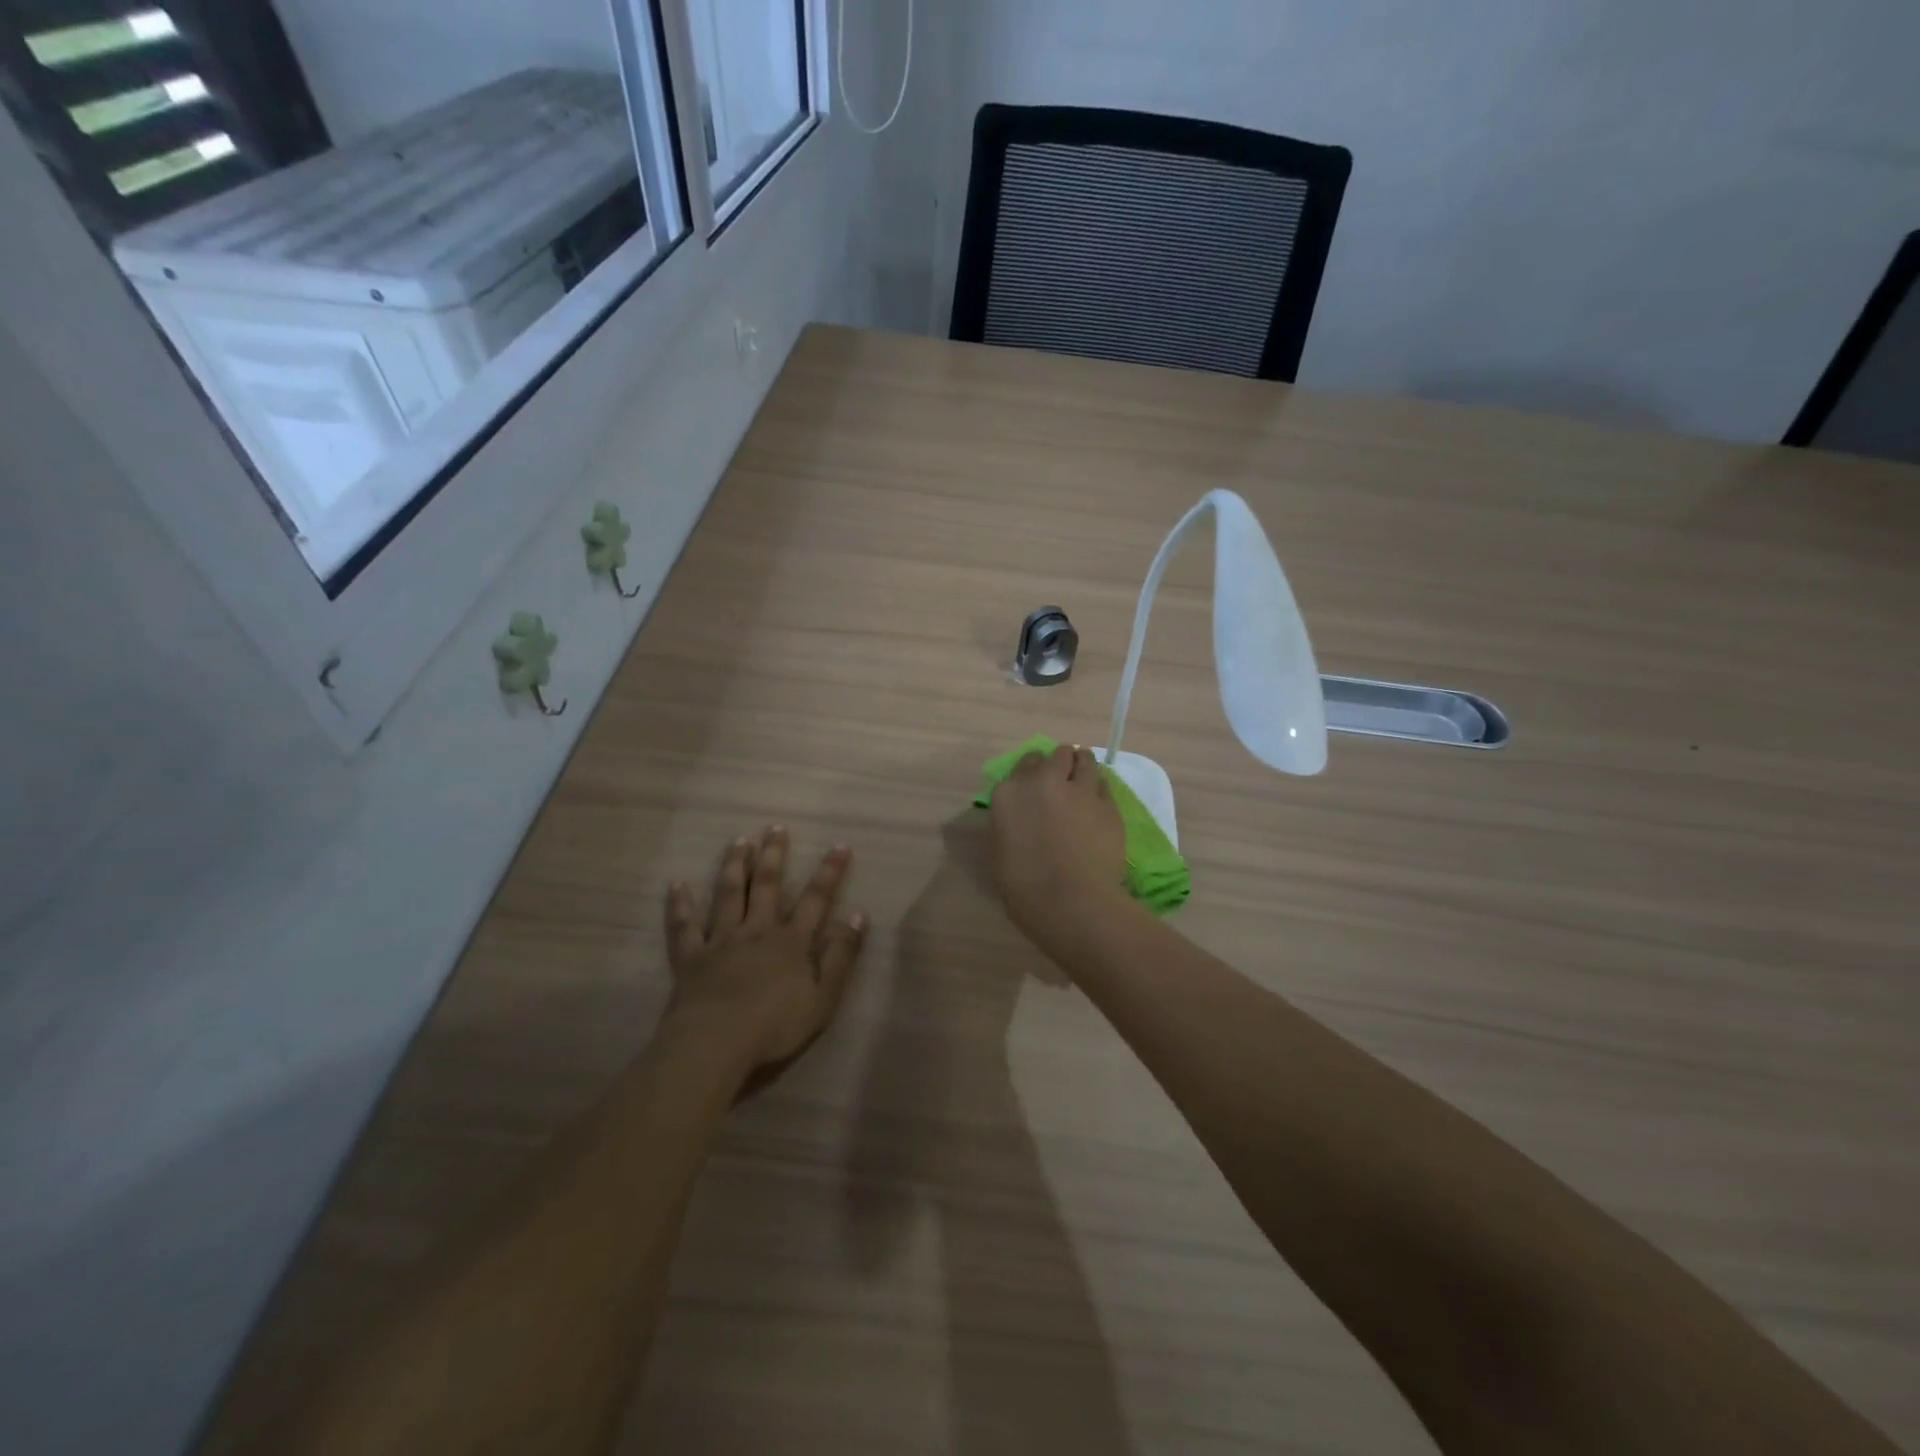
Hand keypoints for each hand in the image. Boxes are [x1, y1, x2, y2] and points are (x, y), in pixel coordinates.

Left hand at [662, 827, 867, 1082]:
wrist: (716, 1044)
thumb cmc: (775, 1026)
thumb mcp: (823, 998)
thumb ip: (841, 956)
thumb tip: (858, 916)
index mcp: (791, 943)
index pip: (815, 900)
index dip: (829, 872)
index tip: (838, 846)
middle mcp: (757, 932)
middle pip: (767, 887)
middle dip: (774, 855)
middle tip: (775, 827)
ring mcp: (721, 942)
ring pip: (728, 896)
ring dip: (734, 866)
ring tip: (738, 841)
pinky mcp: (691, 958)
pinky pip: (684, 926)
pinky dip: (680, 905)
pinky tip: (676, 884)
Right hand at [987, 744, 1128, 951]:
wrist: (1071, 902)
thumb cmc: (1025, 887)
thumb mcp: (1001, 850)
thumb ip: (1010, 822)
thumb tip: (1020, 815)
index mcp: (1010, 793)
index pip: (1024, 764)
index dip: (1032, 773)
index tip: (1036, 787)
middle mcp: (1044, 781)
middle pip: (1056, 754)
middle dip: (1059, 764)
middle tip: (1061, 781)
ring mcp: (1080, 790)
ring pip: (1085, 759)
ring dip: (1082, 765)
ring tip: (1083, 780)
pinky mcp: (1108, 804)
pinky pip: (1103, 784)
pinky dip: (1099, 789)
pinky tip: (1097, 803)